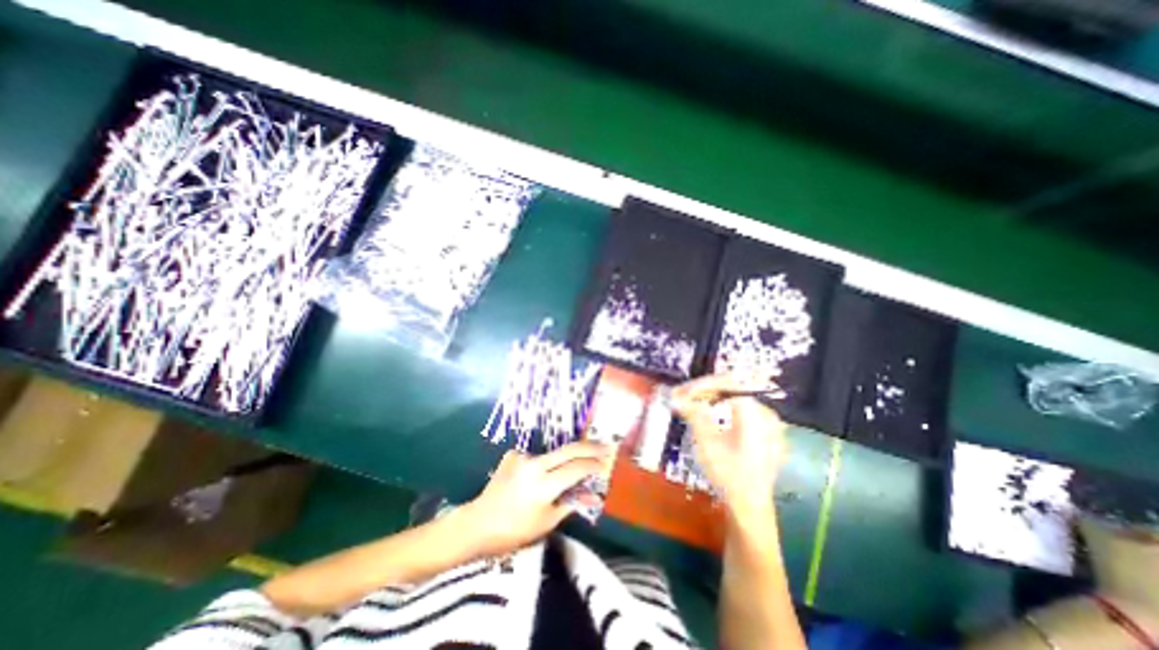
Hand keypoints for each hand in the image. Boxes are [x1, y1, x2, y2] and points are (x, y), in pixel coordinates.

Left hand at [461, 445, 609, 556]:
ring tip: (569, 469)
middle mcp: (535, 464)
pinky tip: (536, 477)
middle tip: (605, 445)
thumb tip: (593, 495)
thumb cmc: (514, 531)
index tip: (607, 463)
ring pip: (553, 453)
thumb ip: (571, 503)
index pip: (577, 468)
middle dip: (590, 447)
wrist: (477, 523)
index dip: (594, 465)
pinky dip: (542, 465)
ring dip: (565, 458)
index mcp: (544, 485)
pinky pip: (536, 457)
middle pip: (569, 449)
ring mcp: (522, 456)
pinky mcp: (513, 454)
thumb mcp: (547, 522)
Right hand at [670, 374, 787, 519]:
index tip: (681, 392)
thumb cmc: (728, 474)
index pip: (726, 383)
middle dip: (705, 391)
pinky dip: (725, 409)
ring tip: (694, 405)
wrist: (750, 507)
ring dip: (713, 399)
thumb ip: (693, 413)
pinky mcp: (767, 435)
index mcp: (756, 412)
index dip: (701, 385)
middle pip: (732, 389)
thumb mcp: (706, 442)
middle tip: (684, 398)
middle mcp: (767, 413)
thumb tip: (676, 396)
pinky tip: (712, 416)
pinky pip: (744, 412)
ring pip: (737, 399)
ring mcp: (771, 425)